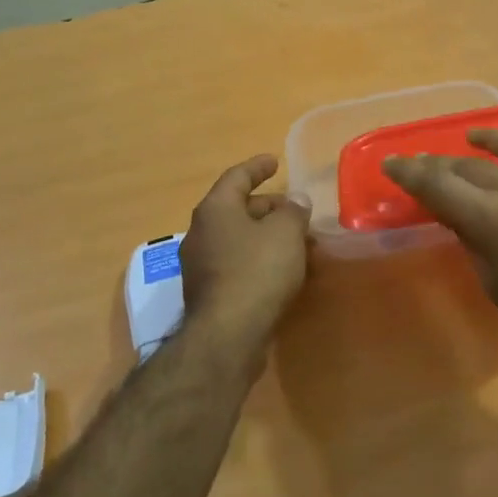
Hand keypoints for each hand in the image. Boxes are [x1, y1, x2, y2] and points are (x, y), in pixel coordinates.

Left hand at [180, 155, 312, 358]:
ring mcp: (201, 265)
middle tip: (295, 209)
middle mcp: (201, 232)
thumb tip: (296, 201)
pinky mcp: (209, 292)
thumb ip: (293, 212)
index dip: (257, 167)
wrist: (228, 334)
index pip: (236, 177)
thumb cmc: (257, 271)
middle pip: (236, 209)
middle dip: (268, 207)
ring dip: (266, 236)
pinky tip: (283, 269)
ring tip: (297, 240)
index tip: (274, 161)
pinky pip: (238, 263)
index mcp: (215, 209)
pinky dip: (260, 258)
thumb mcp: (286, 233)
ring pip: (239, 238)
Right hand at [382, 130, 497, 375]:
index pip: (437, 185)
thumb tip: (463, 218)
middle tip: (425, 164)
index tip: (392, 164)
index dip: (409, 173)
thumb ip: (474, 242)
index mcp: (491, 219)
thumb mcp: (497, 285)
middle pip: (469, 166)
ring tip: (475, 139)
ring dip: (490, 140)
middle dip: (440, 164)